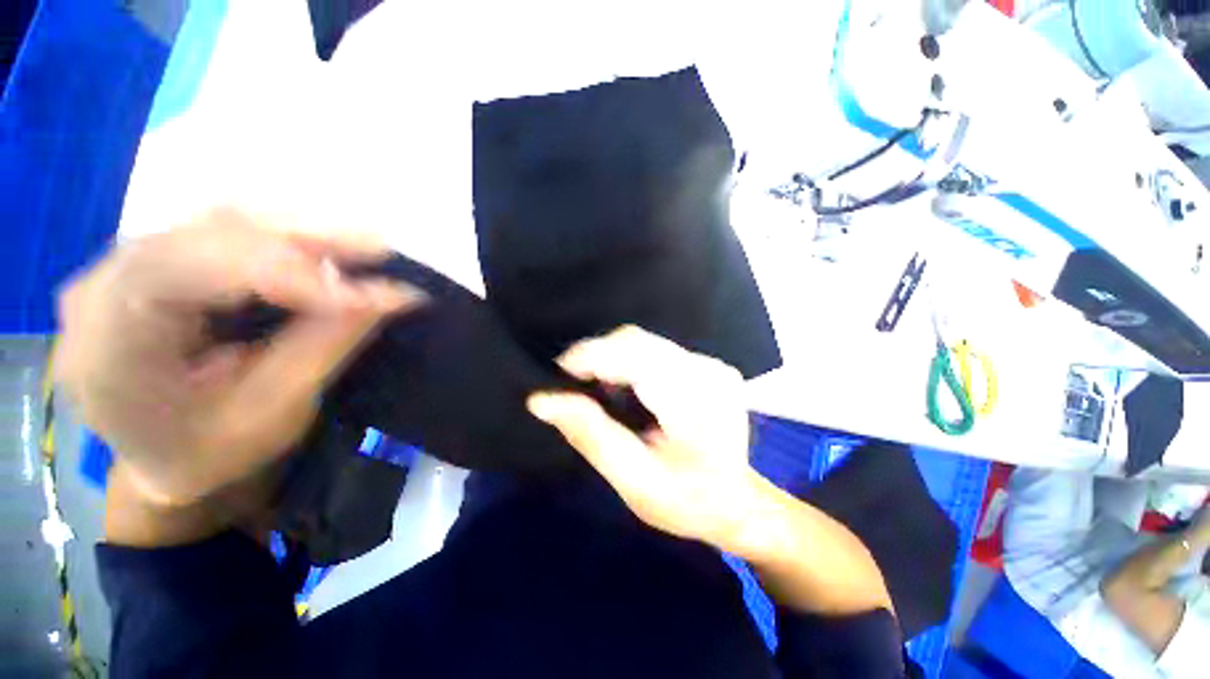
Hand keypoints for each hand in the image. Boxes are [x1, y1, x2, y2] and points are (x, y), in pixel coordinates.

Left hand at [55, 208, 425, 508]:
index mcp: (107, 347)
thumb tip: (393, 297)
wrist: (164, 458)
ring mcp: (124, 264)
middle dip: (301, 244)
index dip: (282, 274)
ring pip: (217, 222)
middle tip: (379, 253)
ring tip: (363, 248)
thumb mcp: (272, 411)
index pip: (185, 273)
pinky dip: (282, 238)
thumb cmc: (211, 453)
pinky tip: (324, 249)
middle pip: (202, 235)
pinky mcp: (157, 259)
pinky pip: (222, 231)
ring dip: (298, 234)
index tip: (366, 296)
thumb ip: (327, 344)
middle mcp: (100, 287)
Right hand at [527, 326, 761, 553]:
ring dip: (611, 359)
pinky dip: (629, 362)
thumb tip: (542, 400)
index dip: (589, 356)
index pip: (633, 355)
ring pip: (642, 341)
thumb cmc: (687, 501)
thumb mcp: (634, 481)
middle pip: (635, 341)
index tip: (558, 375)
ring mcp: (709, 363)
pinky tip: (625, 389)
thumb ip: (591, 435)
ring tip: (598, 391)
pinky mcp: (705, 363)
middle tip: (574, 386)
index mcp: (694, 402)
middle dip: (596, 356)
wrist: (737, 502)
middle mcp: (706, 370)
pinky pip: (654, 349)